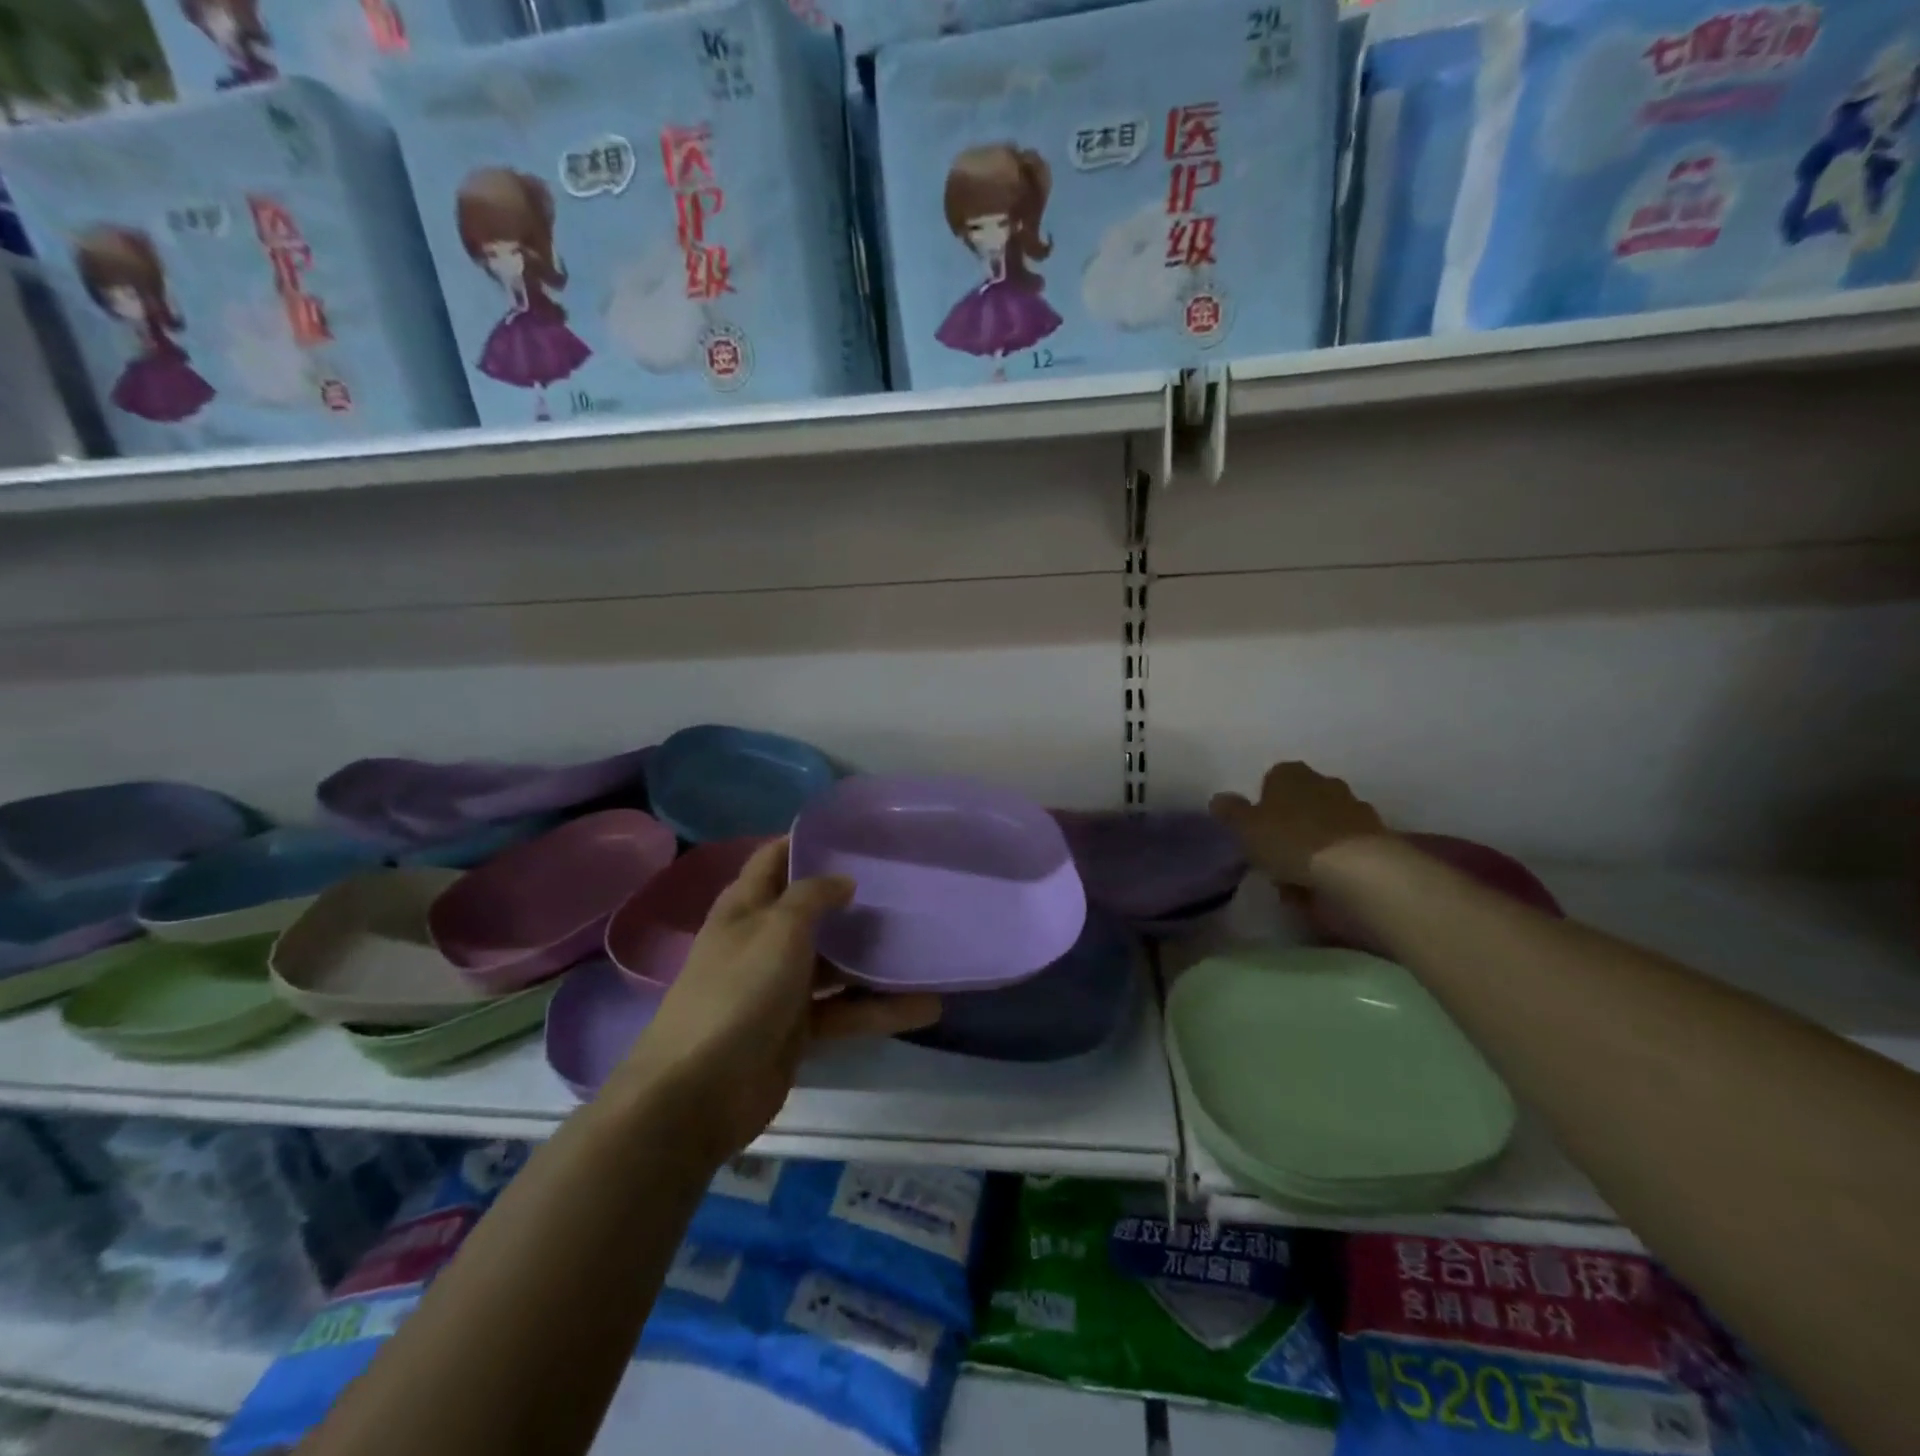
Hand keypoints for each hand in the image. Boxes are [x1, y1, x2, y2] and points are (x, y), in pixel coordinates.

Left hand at [614, 839, 941, 1160]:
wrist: (700, 1092)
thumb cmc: (739, 991)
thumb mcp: (778, 929)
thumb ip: (812, 896)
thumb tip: (843, 880)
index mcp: (746, 907)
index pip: (774, 859)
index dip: (806, 841)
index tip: (855, 833)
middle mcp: (764, 940)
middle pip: (813, 911)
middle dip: (853, 900)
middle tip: (905, 885)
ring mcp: (782, 986)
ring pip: (836, 964)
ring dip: (876, 959)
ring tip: (925, 946)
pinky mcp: (799, 1029)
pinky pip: (846, 1010)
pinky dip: (880, 1009)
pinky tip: (926, 1007)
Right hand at [1210, 761, 1387, 886]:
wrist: (1359, 871)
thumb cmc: (1291, 841)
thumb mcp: (1245, 828)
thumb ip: (1231, 812)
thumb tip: (1219, 799)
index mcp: (1291, 774)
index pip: (1272, 779)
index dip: (1263, 803)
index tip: (1256, 830)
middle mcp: (1325, 783)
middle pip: (1301, 801)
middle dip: (1291, 823)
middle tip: (1275, 853)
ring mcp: (1355, 810)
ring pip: (1324, 826)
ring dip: (1313, 846)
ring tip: (1298, 877)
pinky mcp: (1377, 840)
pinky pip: (1344, 850)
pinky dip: (1334, 864)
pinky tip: (1323, 887)